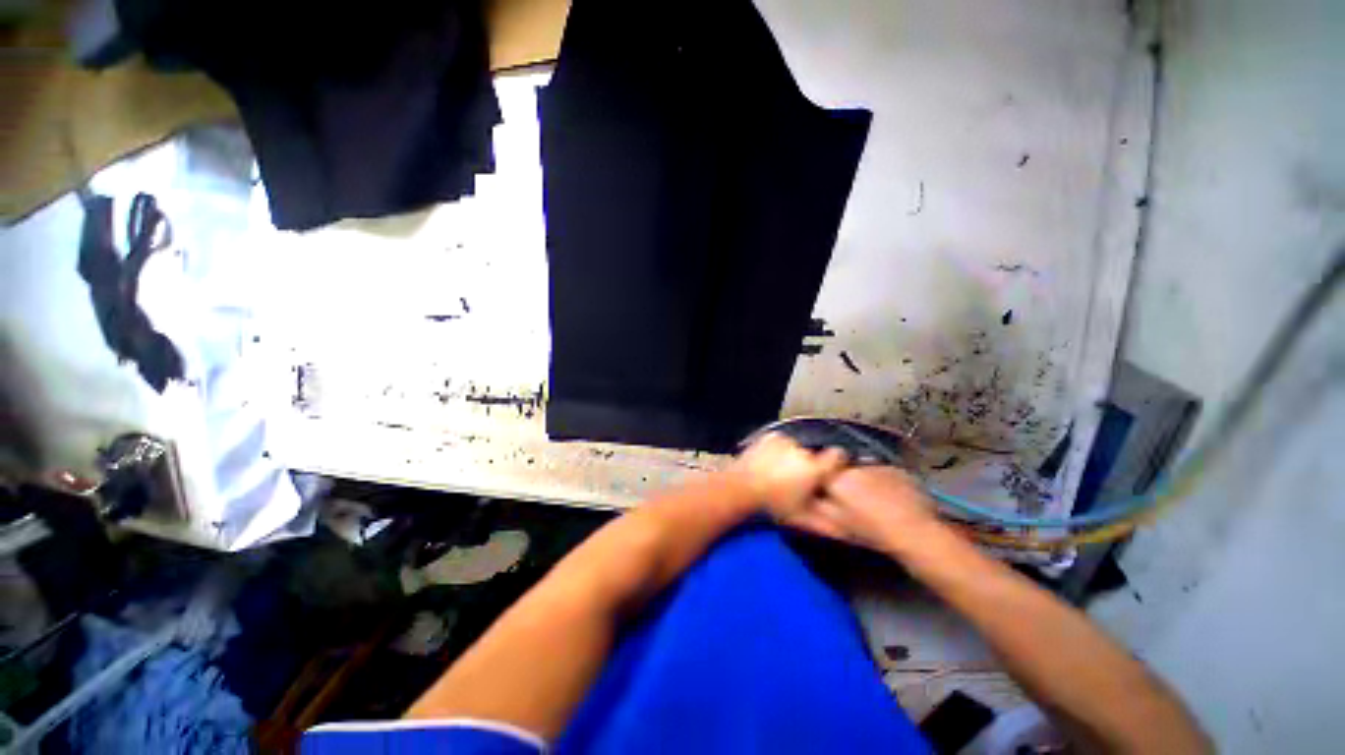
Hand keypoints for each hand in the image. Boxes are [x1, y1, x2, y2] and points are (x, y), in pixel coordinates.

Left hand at [731, 433, 847, 519]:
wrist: (739, 489)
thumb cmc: (773, 506)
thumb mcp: (802, 519)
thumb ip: (828, 525)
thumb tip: (848, 530)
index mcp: (814, 468)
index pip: (838, 455)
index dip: (835, 463)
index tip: (827, 472)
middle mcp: (802, 449)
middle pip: (814, 454)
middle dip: (809, 464)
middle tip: (796, 479)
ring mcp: (784, 439)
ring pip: (797, 447)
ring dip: (793, 457)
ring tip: (779, 472)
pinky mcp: (770, 435)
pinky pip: (782, 441)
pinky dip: (779, 449)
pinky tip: (770, 462)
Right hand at [783, 466, 940, 552]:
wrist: (915, 533)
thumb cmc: (871, 530)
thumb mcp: (836, 524)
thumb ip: (816, 507)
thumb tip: (804, 498)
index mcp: (836, 478)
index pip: (821, 471)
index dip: (824, 482)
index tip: (829, 494)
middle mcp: (854, 466)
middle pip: (842, 469)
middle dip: (844, 481)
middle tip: (853, 502)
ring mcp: (878, 465)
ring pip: (863, 470)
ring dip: (864, 481)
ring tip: (875, 502)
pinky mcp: (897, 470)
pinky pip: (883, 472)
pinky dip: (884, 482)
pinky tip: (891, 499)